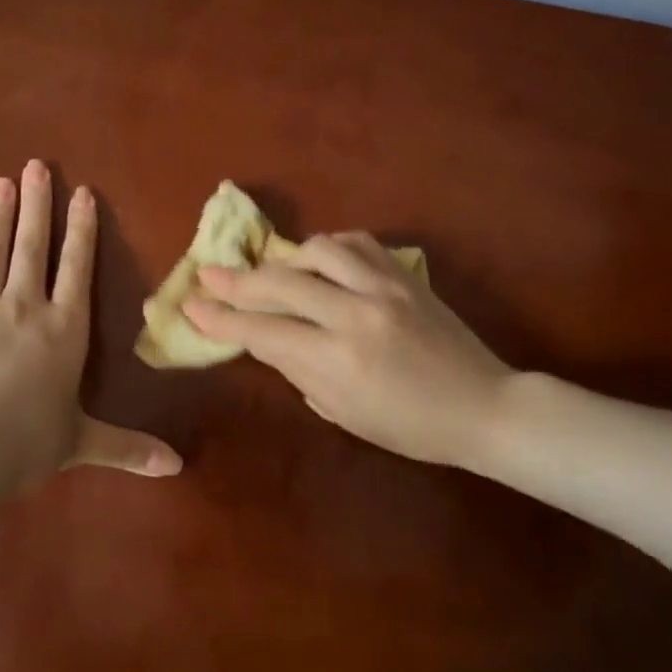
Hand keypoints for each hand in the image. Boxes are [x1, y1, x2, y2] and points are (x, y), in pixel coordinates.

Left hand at [0, 161, 181, 491]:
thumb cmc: (29, 444)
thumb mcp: (84, 443)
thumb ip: (129, 447)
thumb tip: (177, 467)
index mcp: (64, 329)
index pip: (77, 268)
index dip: (81, 229)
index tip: (82, 192)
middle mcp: (24, 308)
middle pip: (33, 247)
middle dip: (37, 205)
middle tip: (35, 166)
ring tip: (0, 182)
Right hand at [183, 233, 514, 468]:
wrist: (481, 405)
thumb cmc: (409, 427)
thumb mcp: (342, 412)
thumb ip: (299, 370)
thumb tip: (269, 338)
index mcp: (336, 361)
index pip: (262, 331)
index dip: (221, 318)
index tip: (190, 305)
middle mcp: (355, 315)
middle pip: (280, 284)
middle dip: (236, 281)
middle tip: (208, 274)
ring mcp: (384, 287)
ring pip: (316, 251)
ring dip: (284, 260)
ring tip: (271, 271)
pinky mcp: (405, 274)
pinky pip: (356, 243)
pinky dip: (328, 248)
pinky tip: (319, 259)